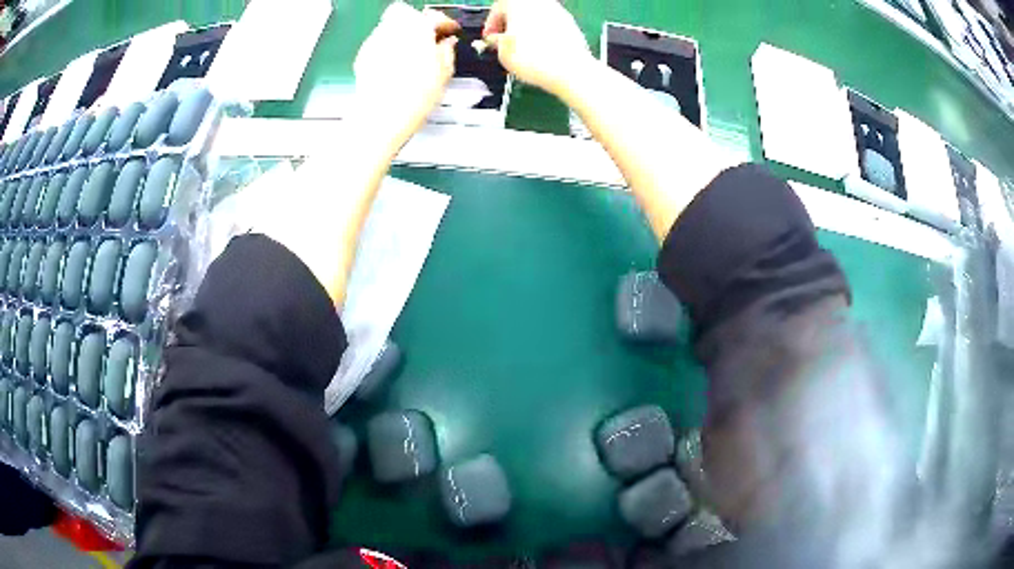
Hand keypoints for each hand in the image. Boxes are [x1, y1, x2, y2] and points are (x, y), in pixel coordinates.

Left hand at [354, 2, 459, 145]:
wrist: (381, 117)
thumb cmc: (412, 98)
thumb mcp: (444, 73)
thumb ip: (447, 51)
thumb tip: (447, 45)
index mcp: (419, 29)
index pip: (436, 16)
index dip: (446, 24)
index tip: (450, 31)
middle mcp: (395, 29)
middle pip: (409, 13)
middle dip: (420, 22)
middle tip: (431, 37)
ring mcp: (376, 40)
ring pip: (392, 25)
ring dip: (404, 33)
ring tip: (415, 51)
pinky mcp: (364, 54)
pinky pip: (380, 41)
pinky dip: (390, 47)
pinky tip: (398, 63)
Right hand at [483, 0, 593, 95]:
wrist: (569, 70)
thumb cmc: (536, 59)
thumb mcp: (502, 51)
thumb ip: (496, 41)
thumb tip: (497, 40)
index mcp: (518, 2)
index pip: (498, 8)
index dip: (491, 25)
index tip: (490, 38)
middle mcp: (539, 2)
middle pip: (518, 11)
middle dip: (510, 27)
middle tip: (504, 43)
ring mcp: (558, 12)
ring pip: (535, 18)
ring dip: (527, 31)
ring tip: (523, 51)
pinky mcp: (571, 24)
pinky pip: (550, 27)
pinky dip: (543, 36)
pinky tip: (540, 53)